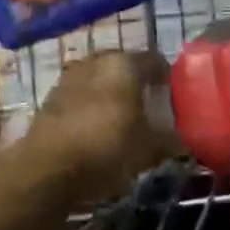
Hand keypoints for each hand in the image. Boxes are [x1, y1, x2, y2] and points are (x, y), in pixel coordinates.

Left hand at [30, 50, 174, 201]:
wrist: (45, 169)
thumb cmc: (106, 150)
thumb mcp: (147, 151)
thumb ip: (168, 141)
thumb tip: (183, 140)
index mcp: (125, 64)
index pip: (154, 60)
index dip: (167, 78)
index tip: (174, 96)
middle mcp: (97, 61)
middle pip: (125, 65)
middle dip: (138, 81)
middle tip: (149, 104)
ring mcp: (71, 76)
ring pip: (100, 77)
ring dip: (112, 90)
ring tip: (122, 115)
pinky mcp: (51, 95)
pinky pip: (81, 92)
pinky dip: (91, 102)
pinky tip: (96, 125)